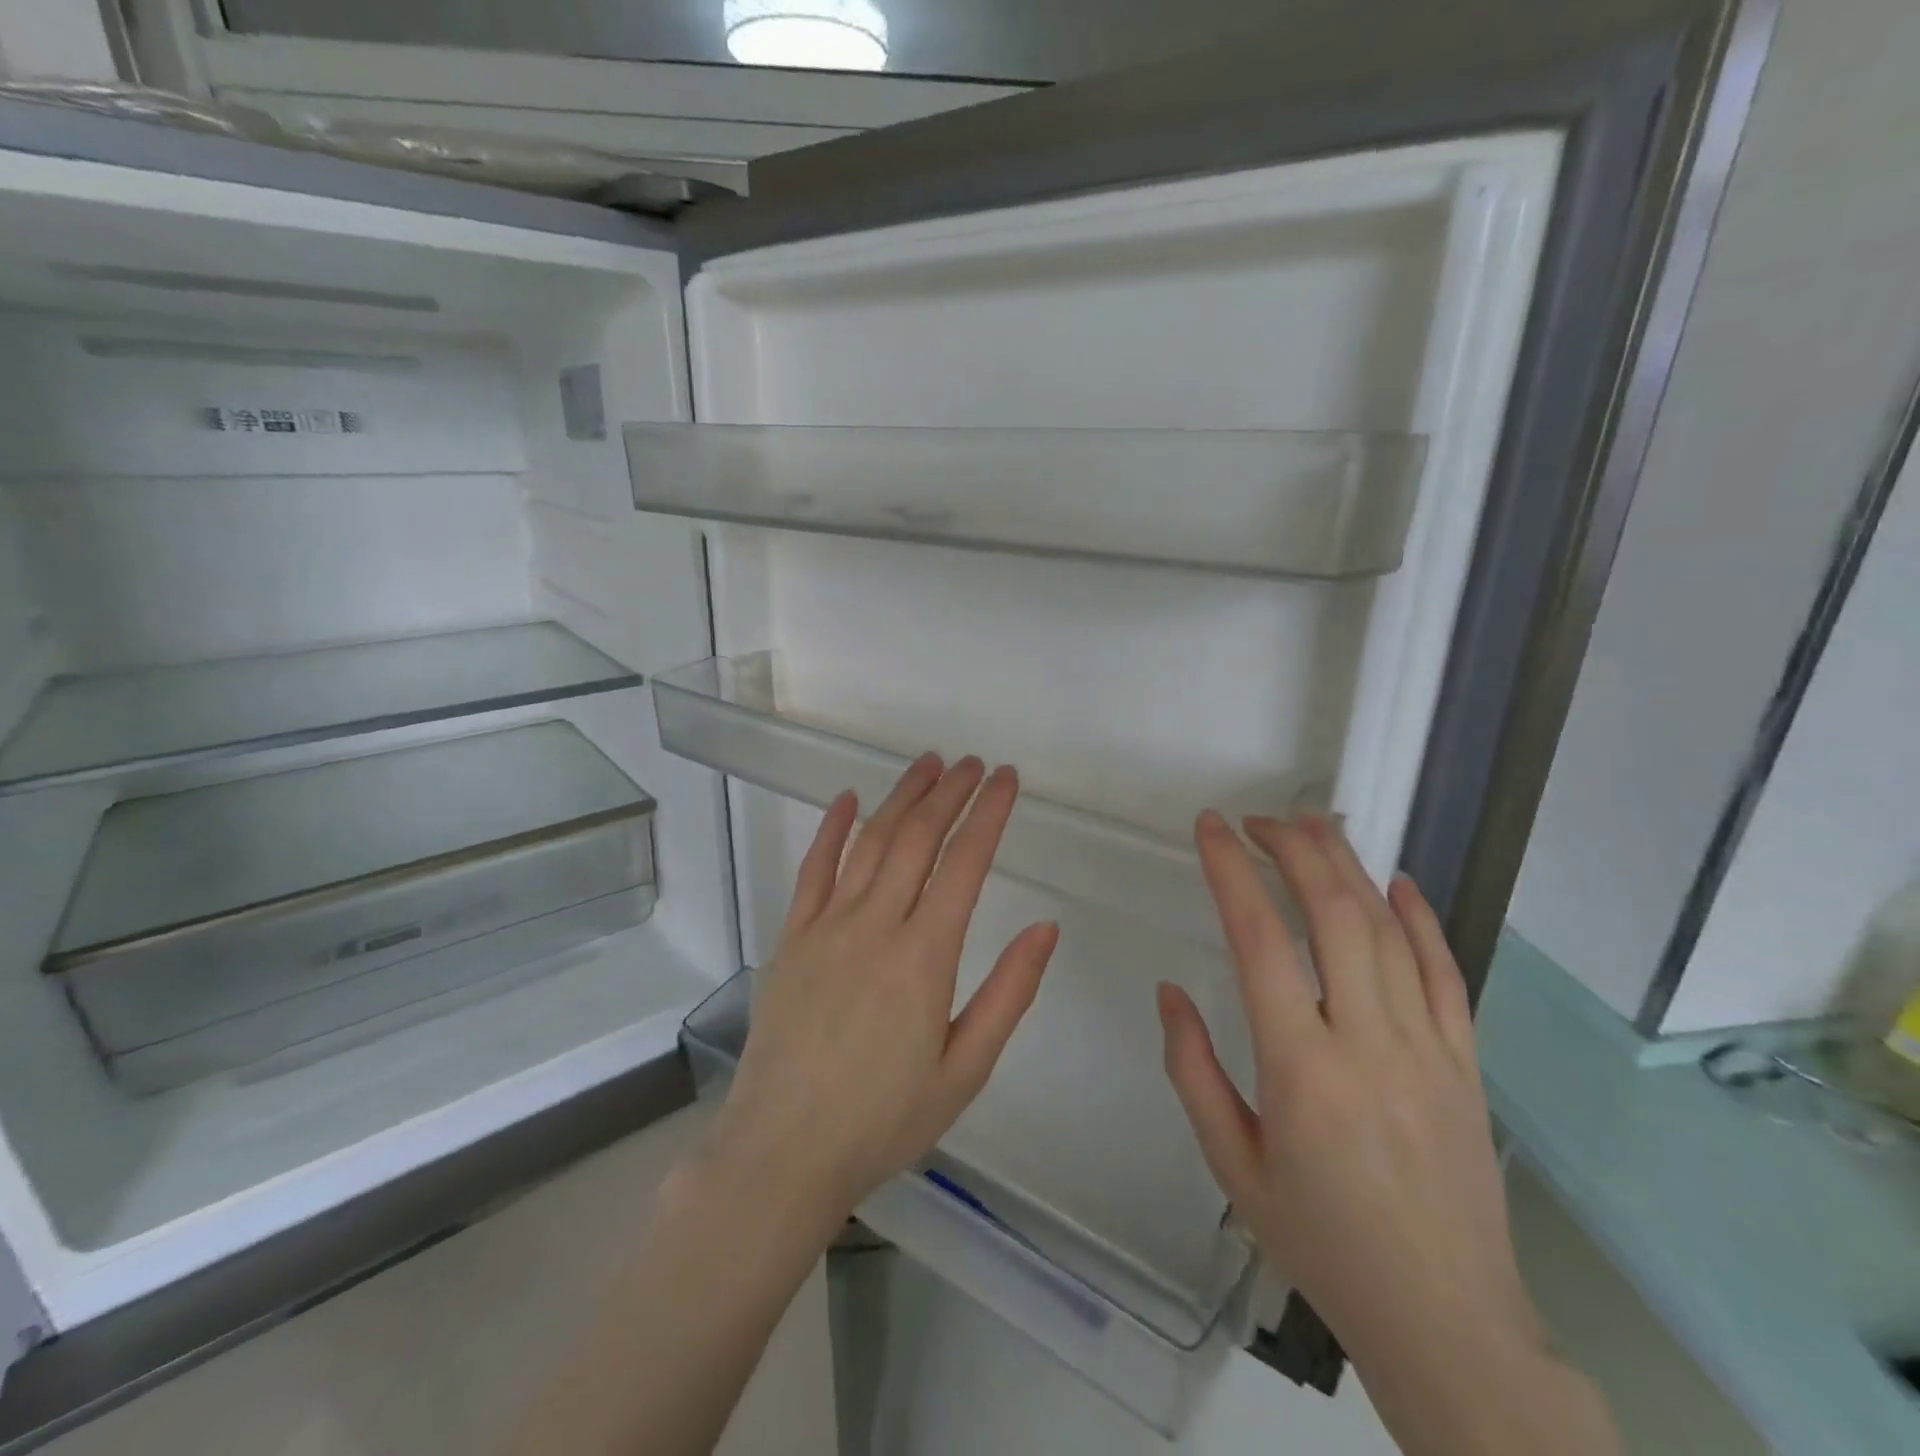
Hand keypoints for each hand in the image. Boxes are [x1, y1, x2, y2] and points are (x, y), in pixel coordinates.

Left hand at [711, 753, 1059, 1227]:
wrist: (783, 1151)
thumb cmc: (884, 1118)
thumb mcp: (965, 1069)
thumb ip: (1008, 992)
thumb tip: (1045, 927)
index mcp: (925, 955)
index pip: (965, 862)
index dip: (989, 813)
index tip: (1006, 780)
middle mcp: (876, 924)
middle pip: (917, 837)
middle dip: (949, 792)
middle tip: (972, 763)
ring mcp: (827, 925)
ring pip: (870, 840)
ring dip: (901, 797)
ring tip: (927, 764)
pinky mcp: (792, 936)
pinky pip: (814, 868)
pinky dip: (832, 828)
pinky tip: (847, 800)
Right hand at [1158, 812, 1539, 1366]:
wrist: (1446, 1321)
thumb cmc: (1321, 1241)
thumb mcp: (1231, 1164)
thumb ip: (1192, 1069)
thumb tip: (1169, 991)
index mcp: (1300, 1067)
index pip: (1259, 939)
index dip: (1231, 871)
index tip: (1210, 828)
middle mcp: (1367, 1040)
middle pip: (1333, 913)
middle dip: (1293, 849)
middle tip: (1257, 819)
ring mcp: (1427, 1046)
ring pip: (1388, 929)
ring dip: (1347, 866)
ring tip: (1311, 826)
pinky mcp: (1465, 1061)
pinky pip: (1445, 972)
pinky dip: (1420, 918)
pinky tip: (1397, 882)